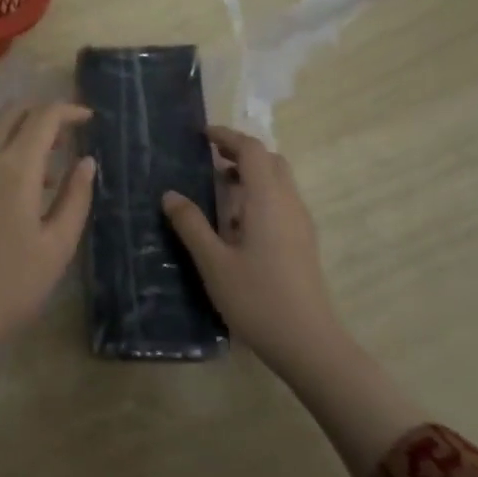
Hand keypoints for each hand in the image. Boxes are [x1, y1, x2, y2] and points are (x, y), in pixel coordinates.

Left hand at [0, 102, 96, 432]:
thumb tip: (87, 162)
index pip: (43, 117)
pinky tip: (11, 200)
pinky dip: (0, 160)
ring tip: (46, 177)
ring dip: (20, 139)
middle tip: (67, 135)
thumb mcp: (57, 246)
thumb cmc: (11, 286)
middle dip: (41, 113)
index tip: (89, 119)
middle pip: (11, 113)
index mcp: (14, 169)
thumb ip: (76, 198)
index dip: (68, 110)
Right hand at [162, 126, 340, 382]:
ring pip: (279, 181)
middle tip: (209, 156)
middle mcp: (289, 203)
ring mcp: (300, 223)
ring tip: (218, 185)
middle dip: (241, 151)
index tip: (202, 135)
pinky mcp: (303, 241)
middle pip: (270, 160)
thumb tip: (170, 194)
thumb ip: (191, 224)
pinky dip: (259, 193)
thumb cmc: (257, 298)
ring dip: (251, 173)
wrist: (307, 341)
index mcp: (267, 200)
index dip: (228, 136)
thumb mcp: (213, 262)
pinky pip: (282, 201)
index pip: (252, 151)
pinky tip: (237, 221)